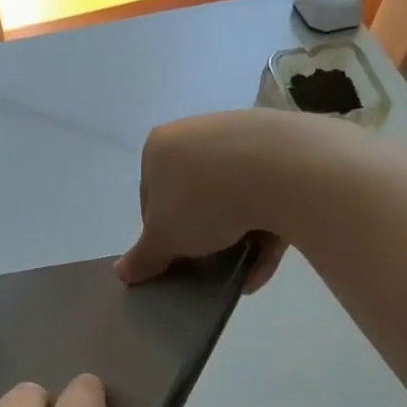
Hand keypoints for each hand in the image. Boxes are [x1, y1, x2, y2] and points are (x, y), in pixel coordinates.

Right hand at [115, 109, 306, 292]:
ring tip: (237, 273)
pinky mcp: (285, 151)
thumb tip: (121, 273)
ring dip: (235, 239)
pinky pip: (269, 197)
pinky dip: (264, 234)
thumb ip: (142, 258)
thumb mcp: (164, 239)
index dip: (159, 231)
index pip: (150, 195)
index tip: (173, 256)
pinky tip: (261, 269)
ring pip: (234, 197)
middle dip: (200, 234)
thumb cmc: (203, 200)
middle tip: (204, 263)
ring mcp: (244, 138)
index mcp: (161, 147)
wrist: (281, 169)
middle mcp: (199, 133)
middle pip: (193, 194)